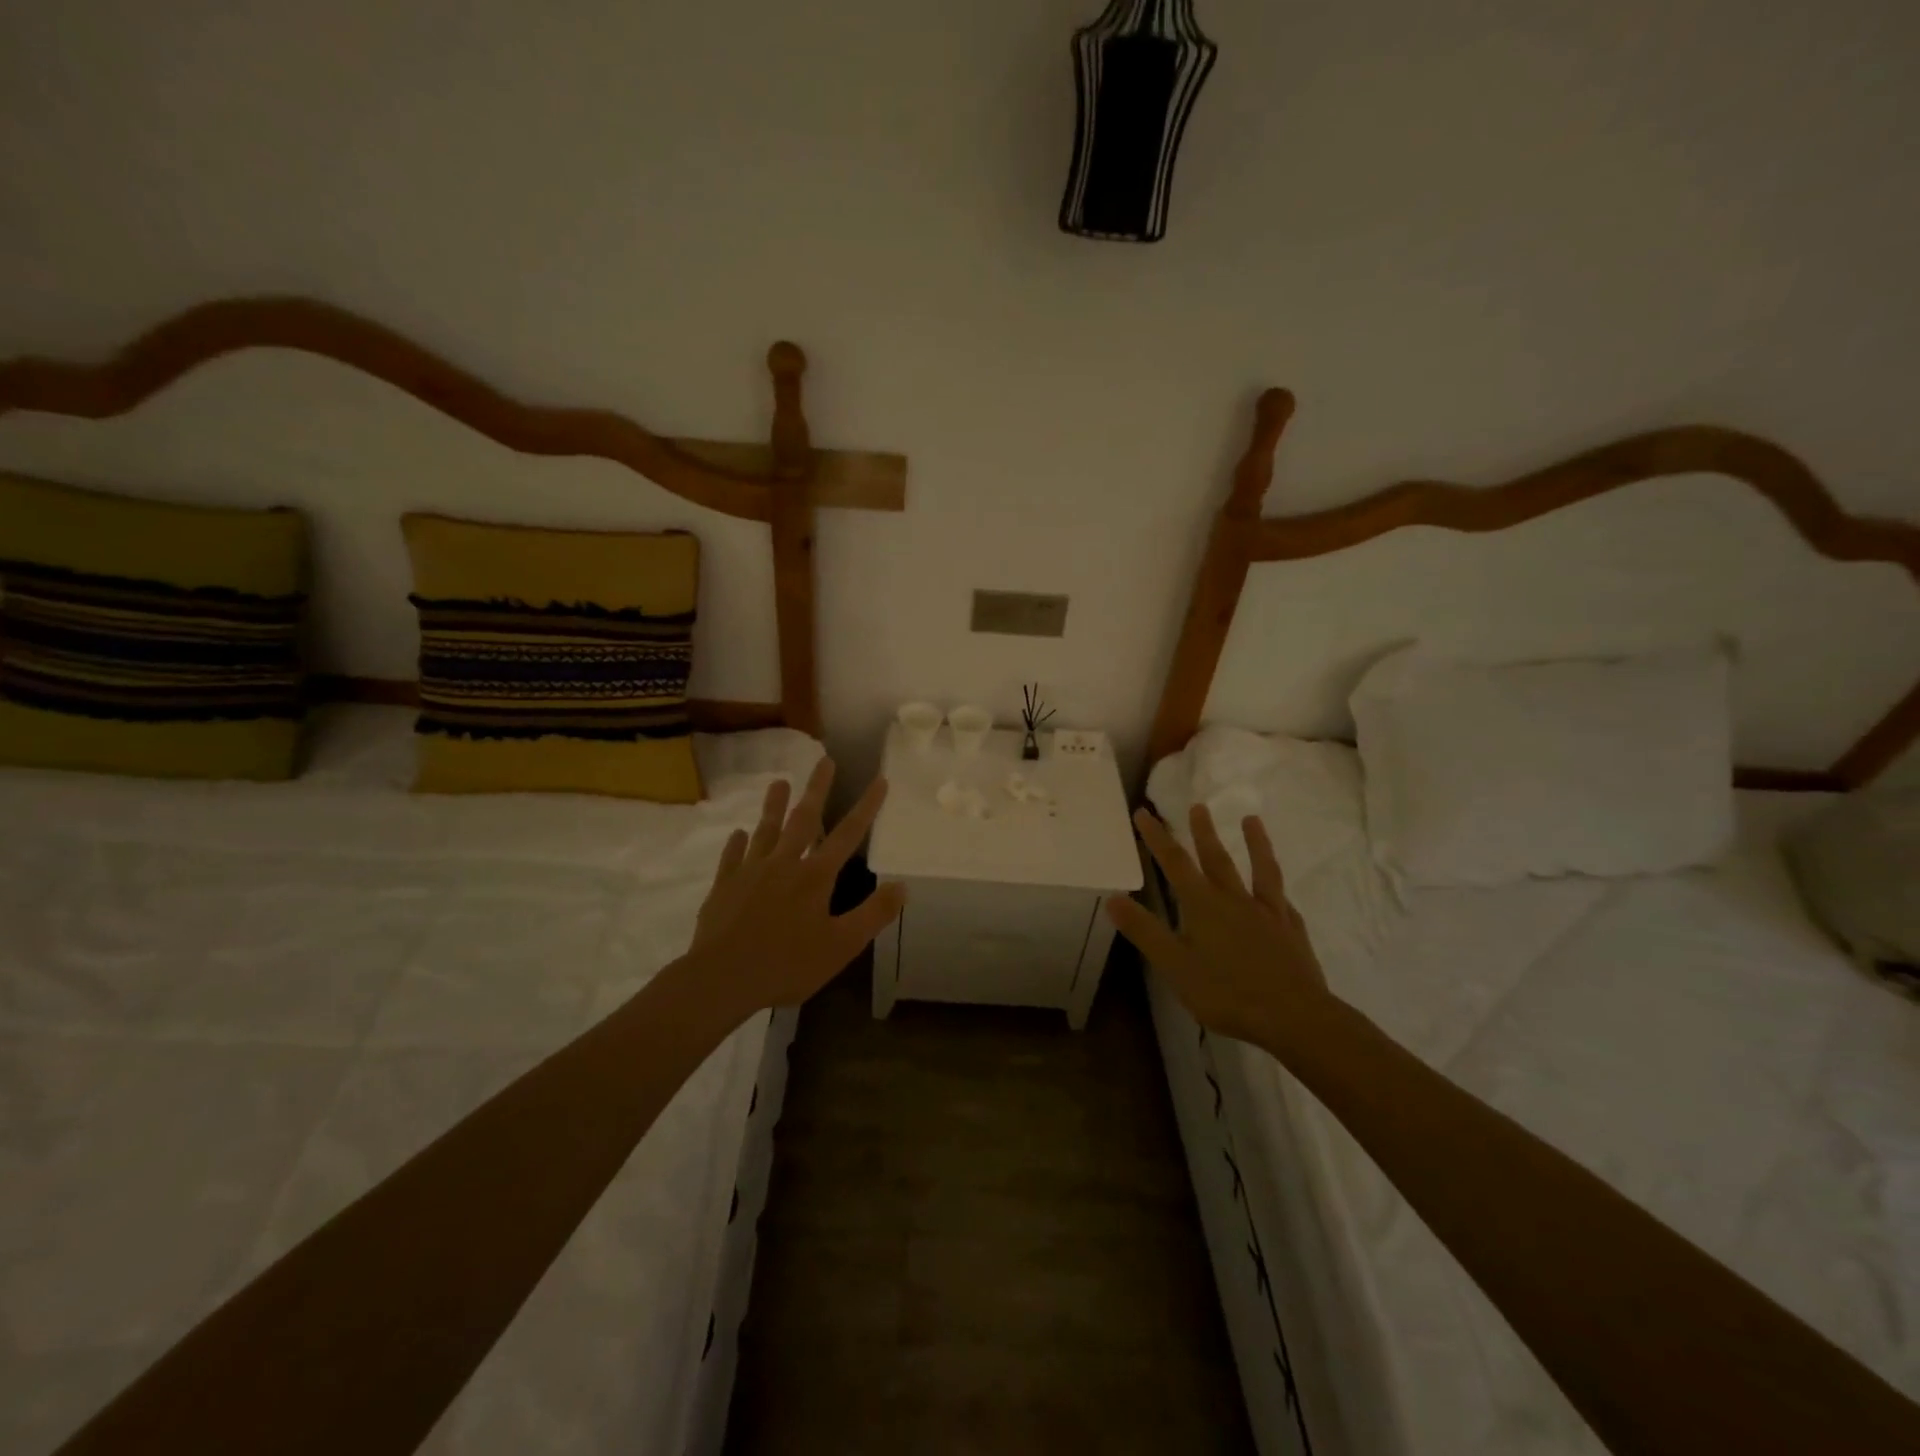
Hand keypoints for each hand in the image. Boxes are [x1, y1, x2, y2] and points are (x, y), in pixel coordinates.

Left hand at [688, 757, 906, 1013]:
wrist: (722, 977)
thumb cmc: (787, 964)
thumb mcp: (841, 946)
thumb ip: (873, 914)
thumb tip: (903, 886)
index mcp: (815, 877)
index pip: (847, 834)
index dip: (866, 806)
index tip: (879, 779)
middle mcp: (784, 864)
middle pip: (804, 819)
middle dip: (817, 788)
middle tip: (824, 760)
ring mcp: (751, 872)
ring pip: (766, 830)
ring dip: (774, 806)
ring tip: (779, 781)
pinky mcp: (725, 885)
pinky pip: (732, 856)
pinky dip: (737, 843)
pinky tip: (738, 833)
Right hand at [1106, 804, 1328, 1047]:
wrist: (1294, 1016)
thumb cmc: (1227, 993)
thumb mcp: (1175, 965)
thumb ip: (1145, 931)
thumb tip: (1113, 898)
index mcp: (1203, 906)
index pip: (1175, 864)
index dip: (1157, 837)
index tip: (1144, 813)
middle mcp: (1235, 900)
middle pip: (1216, 858)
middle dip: (1202, 832)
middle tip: (1198, 806)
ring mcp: (1267, 913)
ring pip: (1259, 870)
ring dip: (1254, 843)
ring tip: (1251, 819)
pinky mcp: (1291, 931)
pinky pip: (1282, 901)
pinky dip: (1278, 890)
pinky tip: (1281, 892)